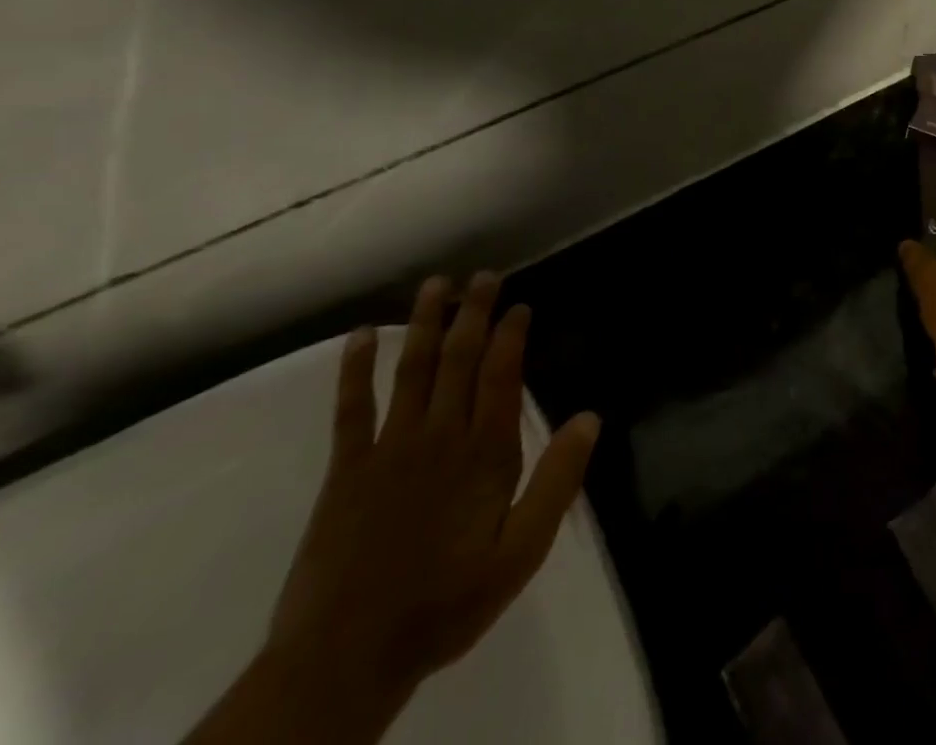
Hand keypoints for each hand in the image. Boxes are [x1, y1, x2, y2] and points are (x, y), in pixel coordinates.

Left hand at [266, 274, 600, 713]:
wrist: (345, 660)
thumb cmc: (446, 602)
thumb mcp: (521, 552)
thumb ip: (557, 482)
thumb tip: (590, 416)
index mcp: (485, 453)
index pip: (502, 374)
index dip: (511, 334)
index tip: (520, 305)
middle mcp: (439, 436)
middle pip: (460, 359)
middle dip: (473, 313)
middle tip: (483, 276)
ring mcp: (389, 448)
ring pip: (412, 370)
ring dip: (424, 324)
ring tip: (435, 285)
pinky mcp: (345, 470)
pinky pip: (351, 409)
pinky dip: (355, 369)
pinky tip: (359, 336)